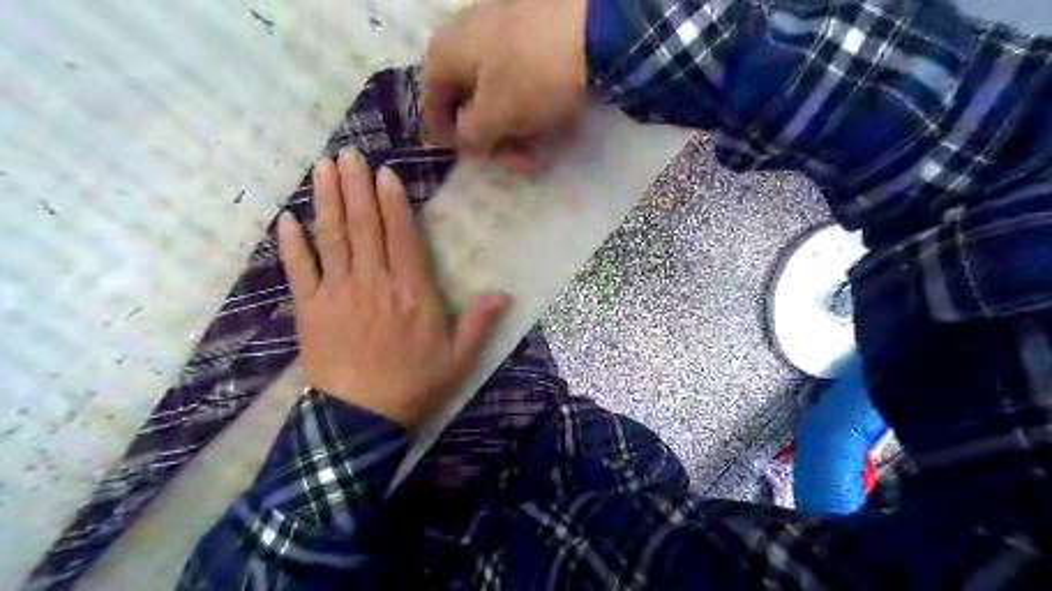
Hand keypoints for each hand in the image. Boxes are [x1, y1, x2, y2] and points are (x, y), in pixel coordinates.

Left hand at [278, 149, 511, 427]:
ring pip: (332, 238)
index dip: (392, 202)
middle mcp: (374, 282)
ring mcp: (338, 293)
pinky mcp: (310, 309)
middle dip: (356, 187)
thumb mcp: (458, 359)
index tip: (383, 173)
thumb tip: (504, 293)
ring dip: (327, 201)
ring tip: (323, 168)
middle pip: (364, 227)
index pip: (402, 236)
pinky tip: (286, 218)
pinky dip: (292, 243)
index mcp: (412, 292)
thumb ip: (479, 323)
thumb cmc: (414, 386)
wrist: (359, 420)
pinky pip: (299, 270)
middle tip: (349, 154)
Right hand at [422, 0, 587, 169]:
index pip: (431, 104)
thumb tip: (466, 140)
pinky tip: (556, 117)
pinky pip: (525, 74)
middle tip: (520, 161)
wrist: (596, 28)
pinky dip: (535, 101)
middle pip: (470, 99)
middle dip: (494, 136)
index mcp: (445, 52)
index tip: (471, 158)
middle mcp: (466, 32)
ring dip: (517, 124)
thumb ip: (469, 136)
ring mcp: (501, 24)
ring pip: (500, 89)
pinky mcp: (535, 26)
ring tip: (543, 145)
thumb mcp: (493, 117)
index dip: (447, 136)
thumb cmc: (532, 77)